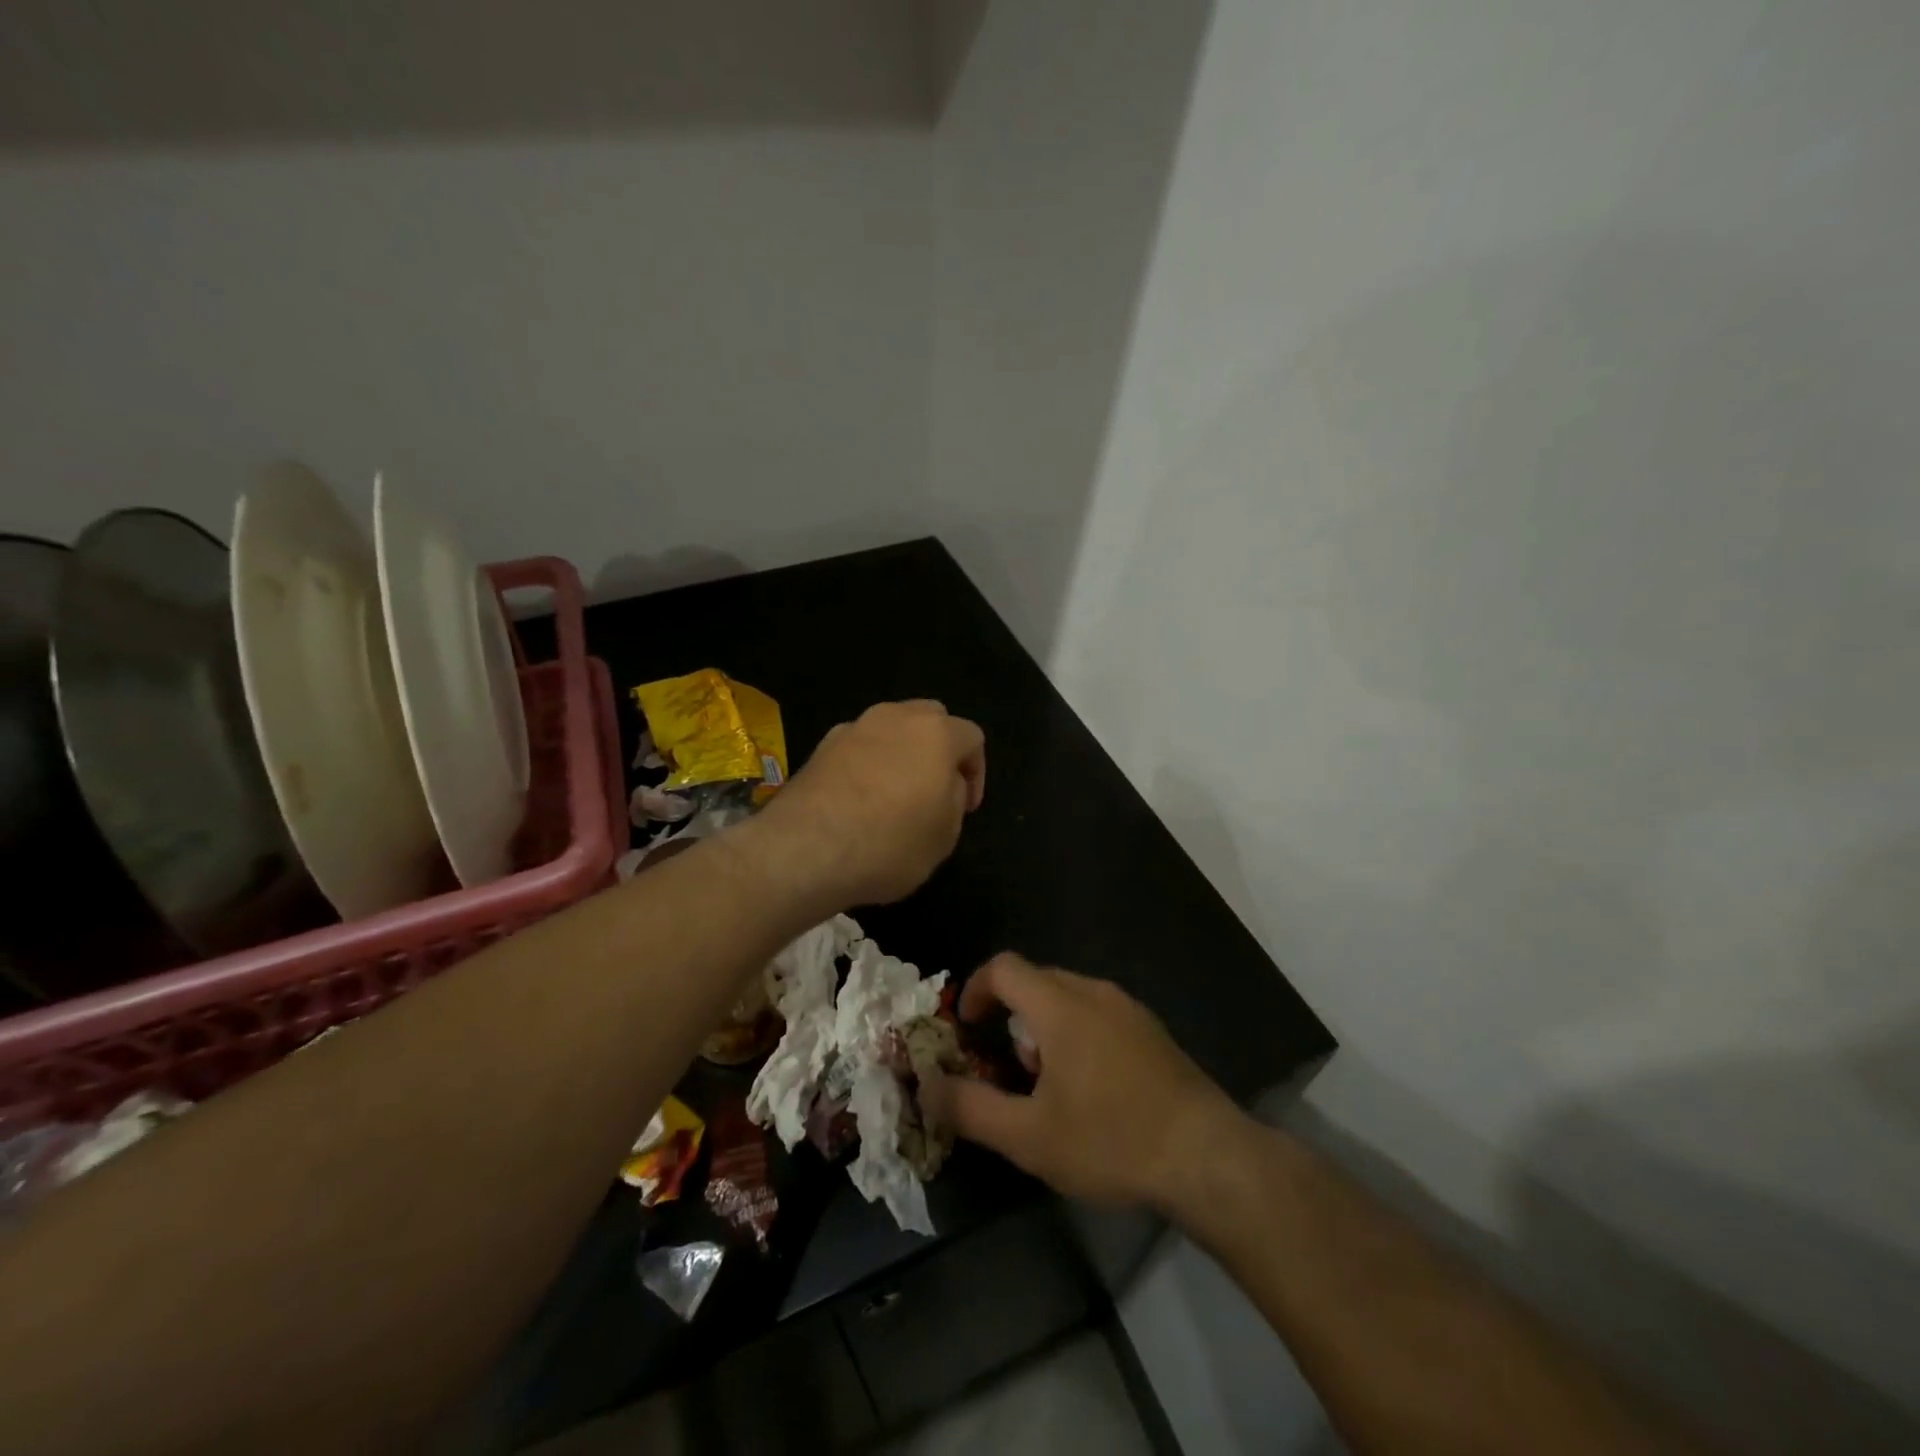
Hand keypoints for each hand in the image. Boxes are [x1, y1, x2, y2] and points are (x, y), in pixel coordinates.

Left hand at [753, 700, 985, 909]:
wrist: (806, 851)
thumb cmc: (890, 844)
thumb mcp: (945, 835)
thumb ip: (954, 799)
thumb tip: (944, 784)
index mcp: (935, 733)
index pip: (971, 737)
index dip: (977, 772)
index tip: (967, 807)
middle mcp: (894, 718)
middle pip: (930, 719)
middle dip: (940, 749)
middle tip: (936, 789)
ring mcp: (853, 728)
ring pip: (890, 728)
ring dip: (902, 753)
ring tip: (896, 794)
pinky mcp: (820, 747)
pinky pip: (858, 747)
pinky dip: (867, 764)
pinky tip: (860, 800)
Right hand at [924, 953, 1246, 1209]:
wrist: (1207, 1155)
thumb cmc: (1110, 1140)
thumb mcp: (1029, 1136)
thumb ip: (971, 1108)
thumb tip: (927, 1086)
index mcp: (1060, 1006)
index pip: (1004, 967)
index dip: (975, 989)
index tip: (967, 1028)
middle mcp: (1094, 992)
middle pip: (1035, 979)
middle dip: (1010, 1014)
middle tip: (1008, 1066)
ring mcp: (1128, 1008)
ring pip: (1068, 996)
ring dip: (1043, 1026)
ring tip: (1048, 1083)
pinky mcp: (1151, 1029)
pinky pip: (1098, 1012)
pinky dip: (1076, 1032)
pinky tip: (1090, 1088)